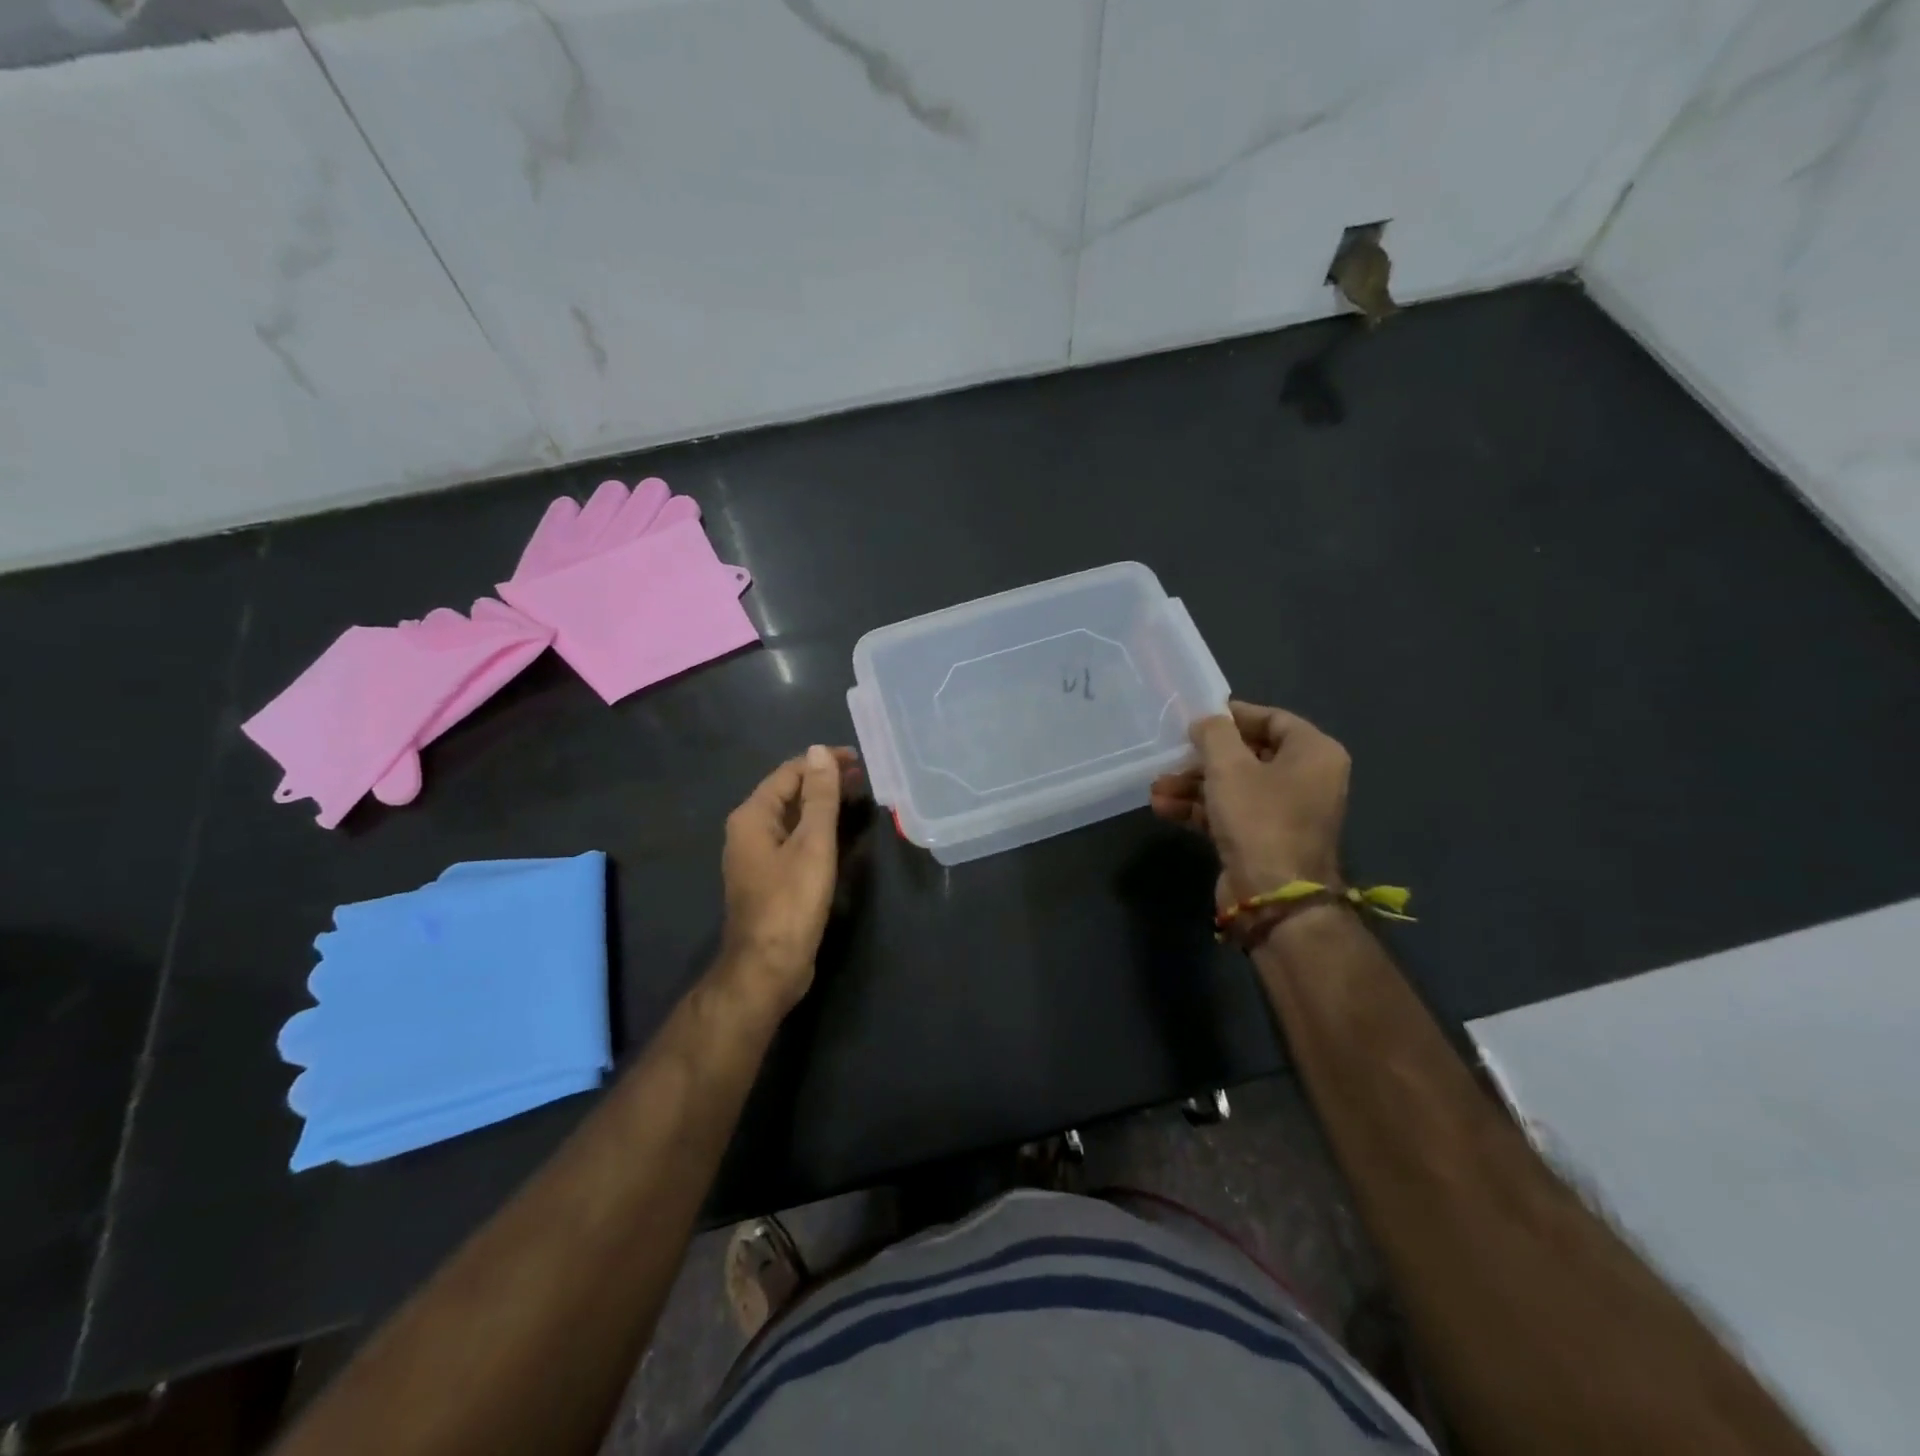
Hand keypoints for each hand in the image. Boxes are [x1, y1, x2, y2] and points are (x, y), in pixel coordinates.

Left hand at [719, 745, 862, 1014]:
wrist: (767, 967)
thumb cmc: (791, 902)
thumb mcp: (812, 844)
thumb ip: (819, 797)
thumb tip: (819, 751)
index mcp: (752, 816)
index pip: (789, 772)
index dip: (822, 762)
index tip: (858, 760)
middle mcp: (748, 830)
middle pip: (789, 793)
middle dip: (824, 781)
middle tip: (863, 778)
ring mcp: (757, 856)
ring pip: (792, 817)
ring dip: (822, 805)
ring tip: (857, 798)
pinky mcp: (770, 877)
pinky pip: (794, 840)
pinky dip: (817, 829)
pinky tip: (840, 833)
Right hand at [1150, 701, 1349, 907]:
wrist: (1272, 896)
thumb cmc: (1259, 818)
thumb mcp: (1229, 765)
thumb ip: (1214, 733)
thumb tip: (1205, 722)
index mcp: (1314, 753)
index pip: (1273, 719)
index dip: (1233, 716)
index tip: (1197, 716)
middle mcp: (1306, 780)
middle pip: (1249, 755)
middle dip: (1203, 758)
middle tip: (1171, 756)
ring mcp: (1285, 813)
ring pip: (1234, 786)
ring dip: (1193, 785)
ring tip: (1156, 787)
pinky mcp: (1263, 840)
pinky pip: (1230, 813)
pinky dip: (1199, 809)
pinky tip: (1163, 808)